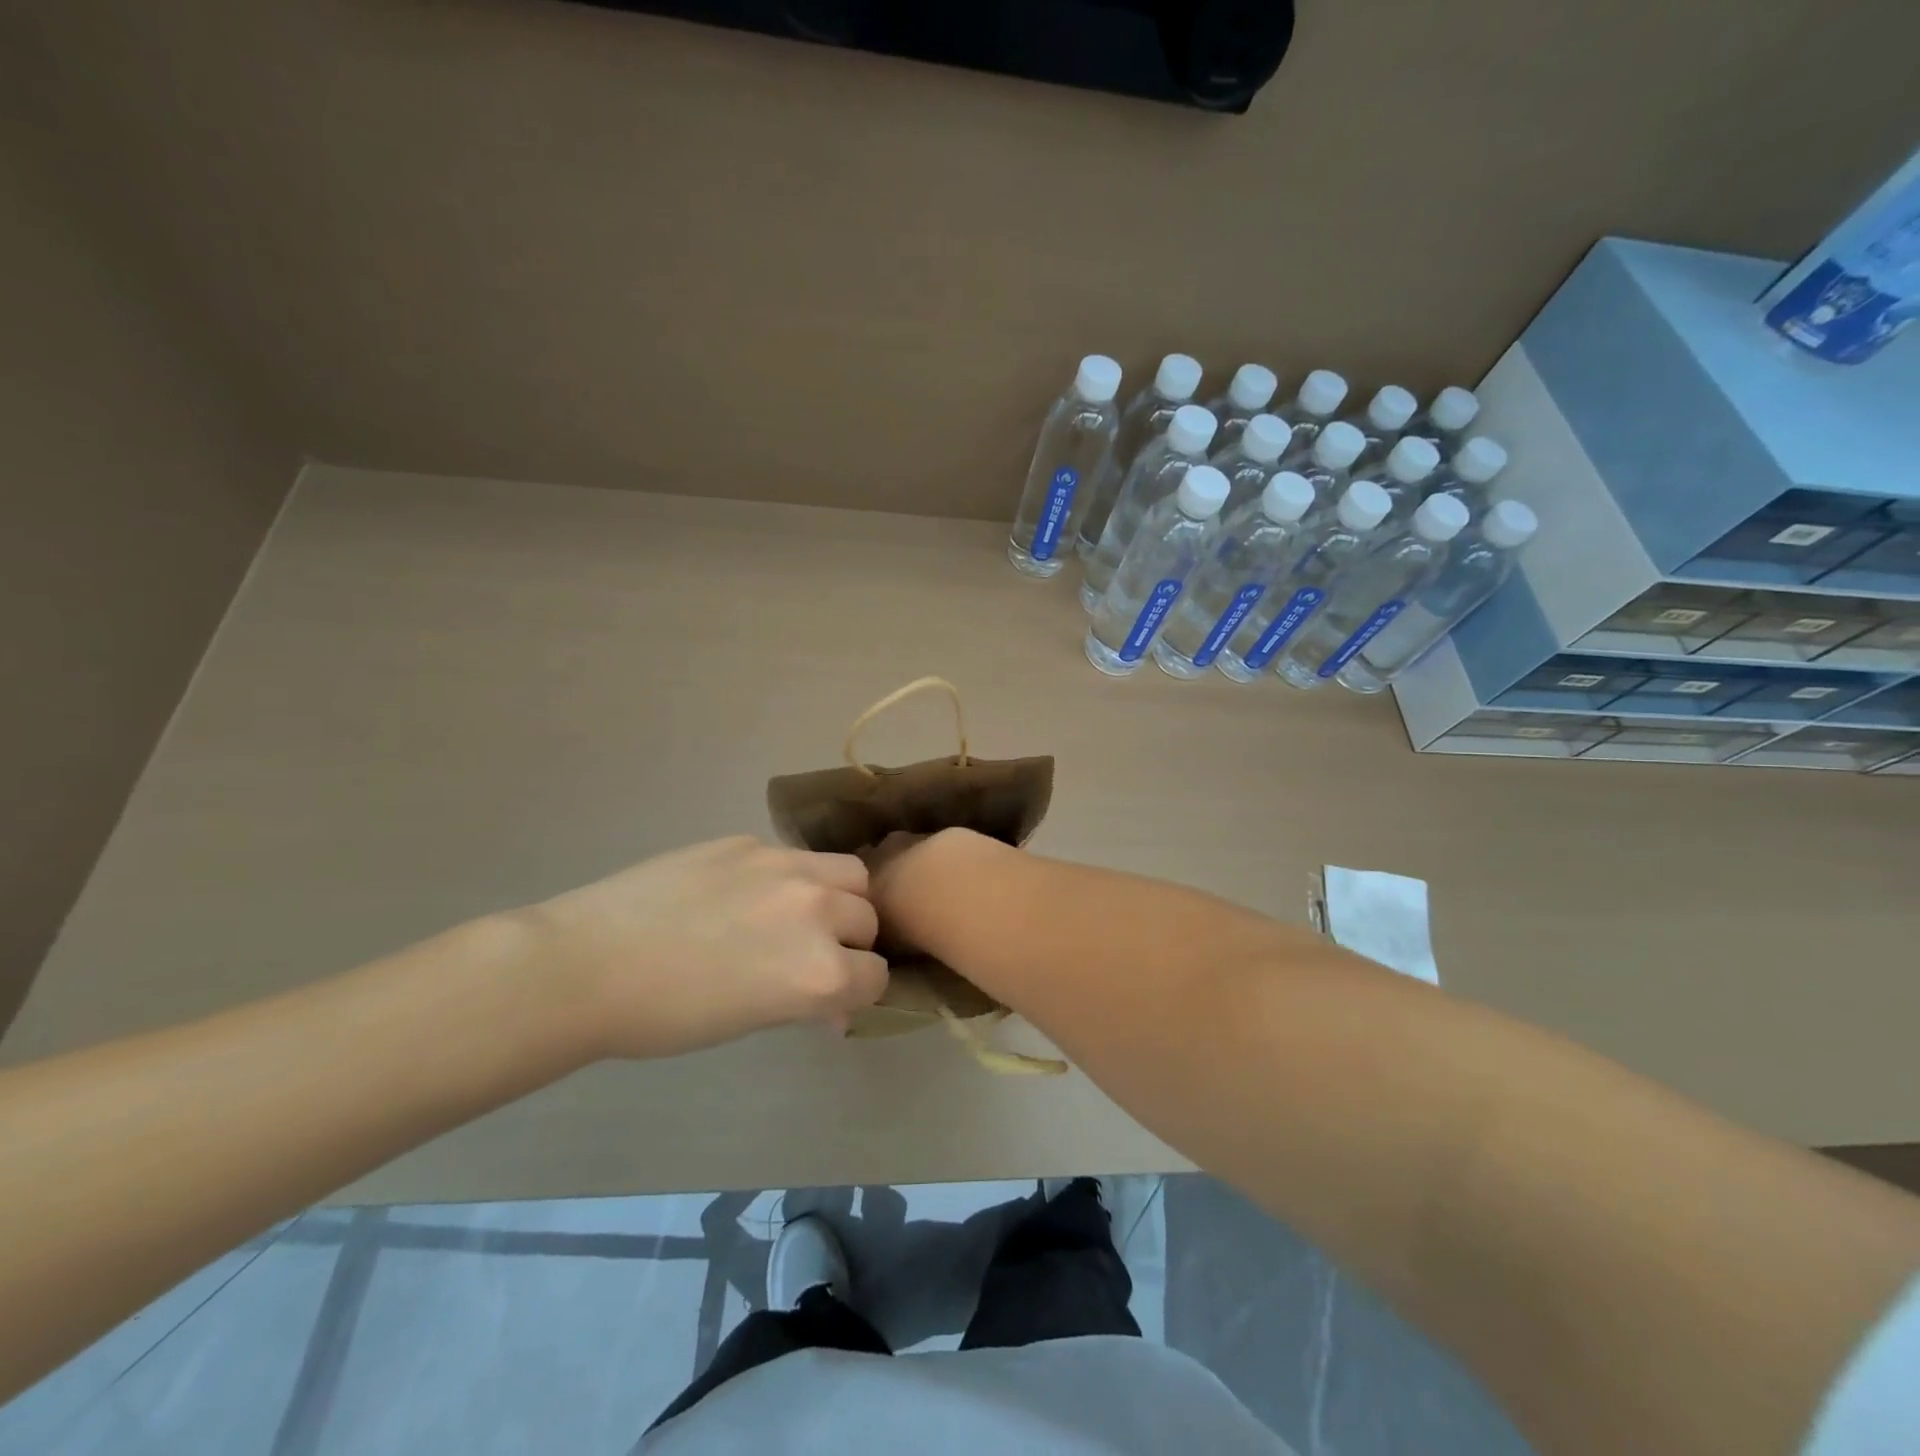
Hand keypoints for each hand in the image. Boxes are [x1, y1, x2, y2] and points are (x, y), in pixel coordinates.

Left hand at [516, 837, 887, 1059]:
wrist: (588, 965)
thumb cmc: (667, 1017)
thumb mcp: (752, 1020)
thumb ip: (806, 1001)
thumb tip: (833, 1004)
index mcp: (820, 971)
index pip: (876, 975)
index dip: (857, 990)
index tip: (832, 997)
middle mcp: (817, 910)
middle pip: (868, 917)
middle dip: (851, 941)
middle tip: (812, 954)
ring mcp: (785, 866)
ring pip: (848, 873)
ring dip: (838, 896)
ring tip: (799, 911)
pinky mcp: (750, 841)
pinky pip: (794, 857)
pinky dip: (789, 878)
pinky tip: (744, 894)